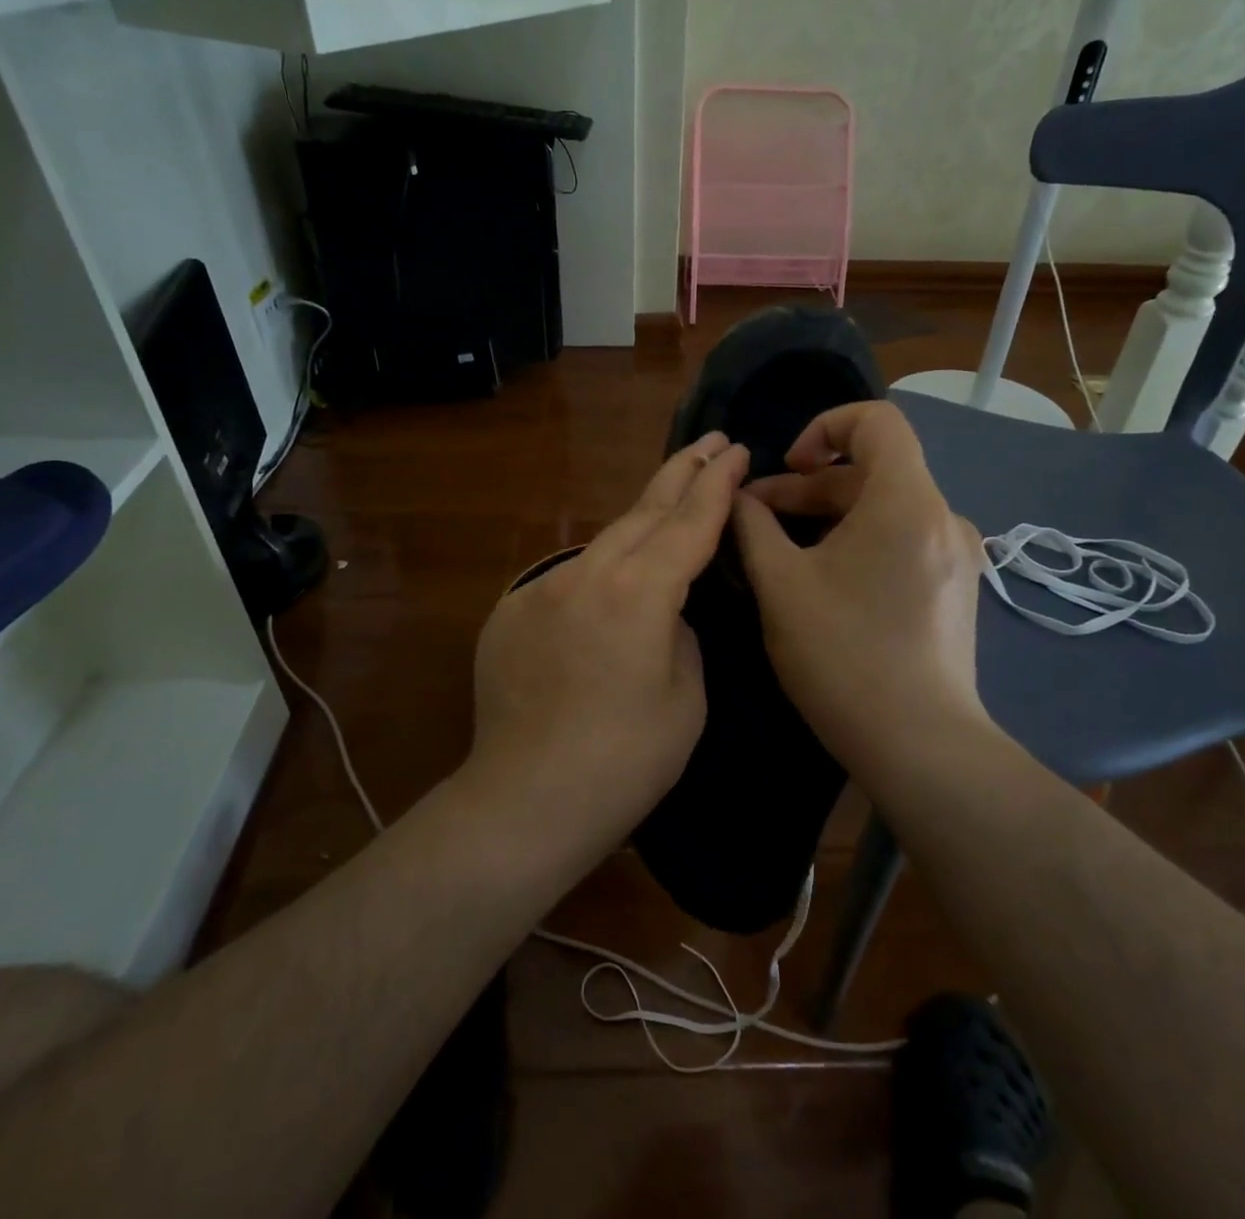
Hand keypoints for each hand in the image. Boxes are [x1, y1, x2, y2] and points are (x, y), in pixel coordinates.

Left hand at [465, 432, 750, 861]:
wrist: (525, 802)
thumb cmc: (625, 761)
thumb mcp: (686, 695)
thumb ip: (680, 632)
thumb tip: (663, 611)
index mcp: (639, 592)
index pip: (689, 522)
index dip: (717, 484)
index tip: (735, 449)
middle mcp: (586, 574)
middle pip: (642, 511)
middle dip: (681, 473)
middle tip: (710, 443)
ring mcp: (541, 589)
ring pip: (603, 543)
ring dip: (639, 526)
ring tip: (668, 512)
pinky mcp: (509, 612)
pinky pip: (568, 581)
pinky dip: (597, 578)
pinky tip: (606, 602)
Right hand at [731, 402, 996, 777]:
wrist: (920, 746)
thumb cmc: (844, 656)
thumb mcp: (781, 585)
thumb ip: (753, 527)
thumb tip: (738, 497)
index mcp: (906, 501)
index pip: (877, 420)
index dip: (824, 426)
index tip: (787, 467)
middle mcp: (943, 516)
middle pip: (873, 470)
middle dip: (809, 485)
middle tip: (757, 518)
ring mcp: (957, 555)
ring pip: (886, 508)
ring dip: (830, 516)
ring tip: (781, 550)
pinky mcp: (956, 587)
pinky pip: (903, 540)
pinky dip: (860, 541)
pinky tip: (825, 579)